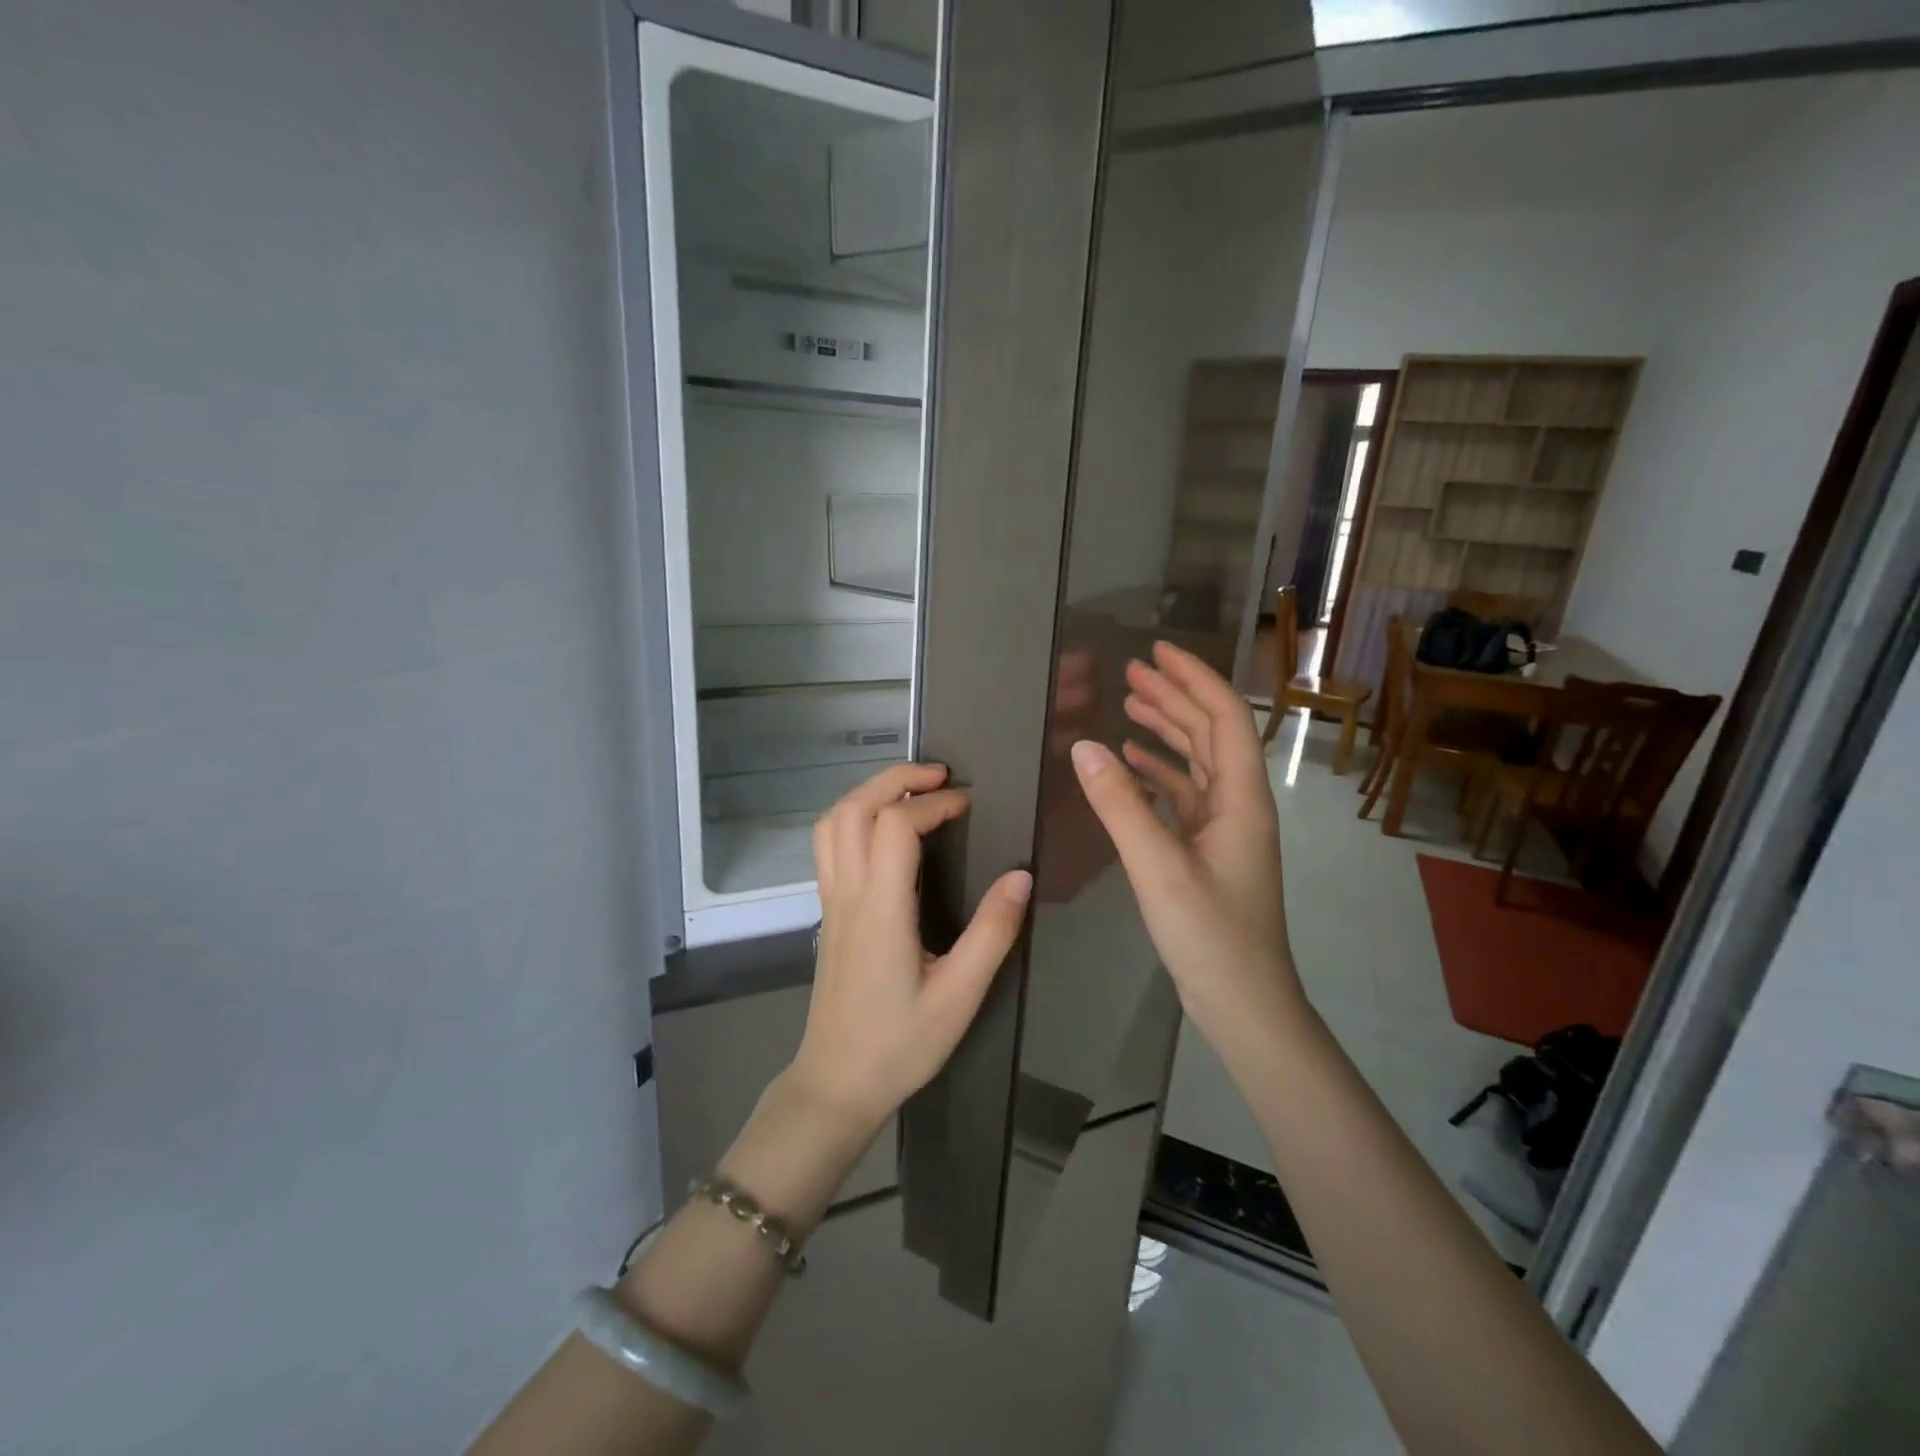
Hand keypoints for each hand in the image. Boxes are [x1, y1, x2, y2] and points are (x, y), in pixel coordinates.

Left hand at [788, 763, 1032, 1137]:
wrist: (836, 1083)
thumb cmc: (900, 1044)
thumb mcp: (960, 996)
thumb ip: (992, 933)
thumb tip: (1021, 876)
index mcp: (881, 908)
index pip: (895, 825)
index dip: (934, 803)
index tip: (969, 805)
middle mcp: (848, 893)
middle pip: (854, 807)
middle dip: (896, 779)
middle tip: (940, 777)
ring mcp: (831, 901)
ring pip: (833, 822)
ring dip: (870, 793)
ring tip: (912, 793)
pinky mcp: (828, 913)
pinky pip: (829, 845)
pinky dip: (854, 816)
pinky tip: (886, 832)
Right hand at [1069, 640, 1303, 1042]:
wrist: (1244, 1004)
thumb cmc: (1211, 936)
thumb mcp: (1159, 868)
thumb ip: (1120, 805)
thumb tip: (1083, 746)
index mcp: (1241, 798)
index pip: (1224, 718)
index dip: (1193, 678)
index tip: (1157, 652)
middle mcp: (1238, 805)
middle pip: (1210, 734)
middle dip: (1174, 697)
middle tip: (1131, 672)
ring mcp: (1225, 830)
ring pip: (1196, 764)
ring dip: (1166, 731)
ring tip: (1128, 706)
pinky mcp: (1207, 852)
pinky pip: (1183, 797)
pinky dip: (1157, 774)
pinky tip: (1130, 766)